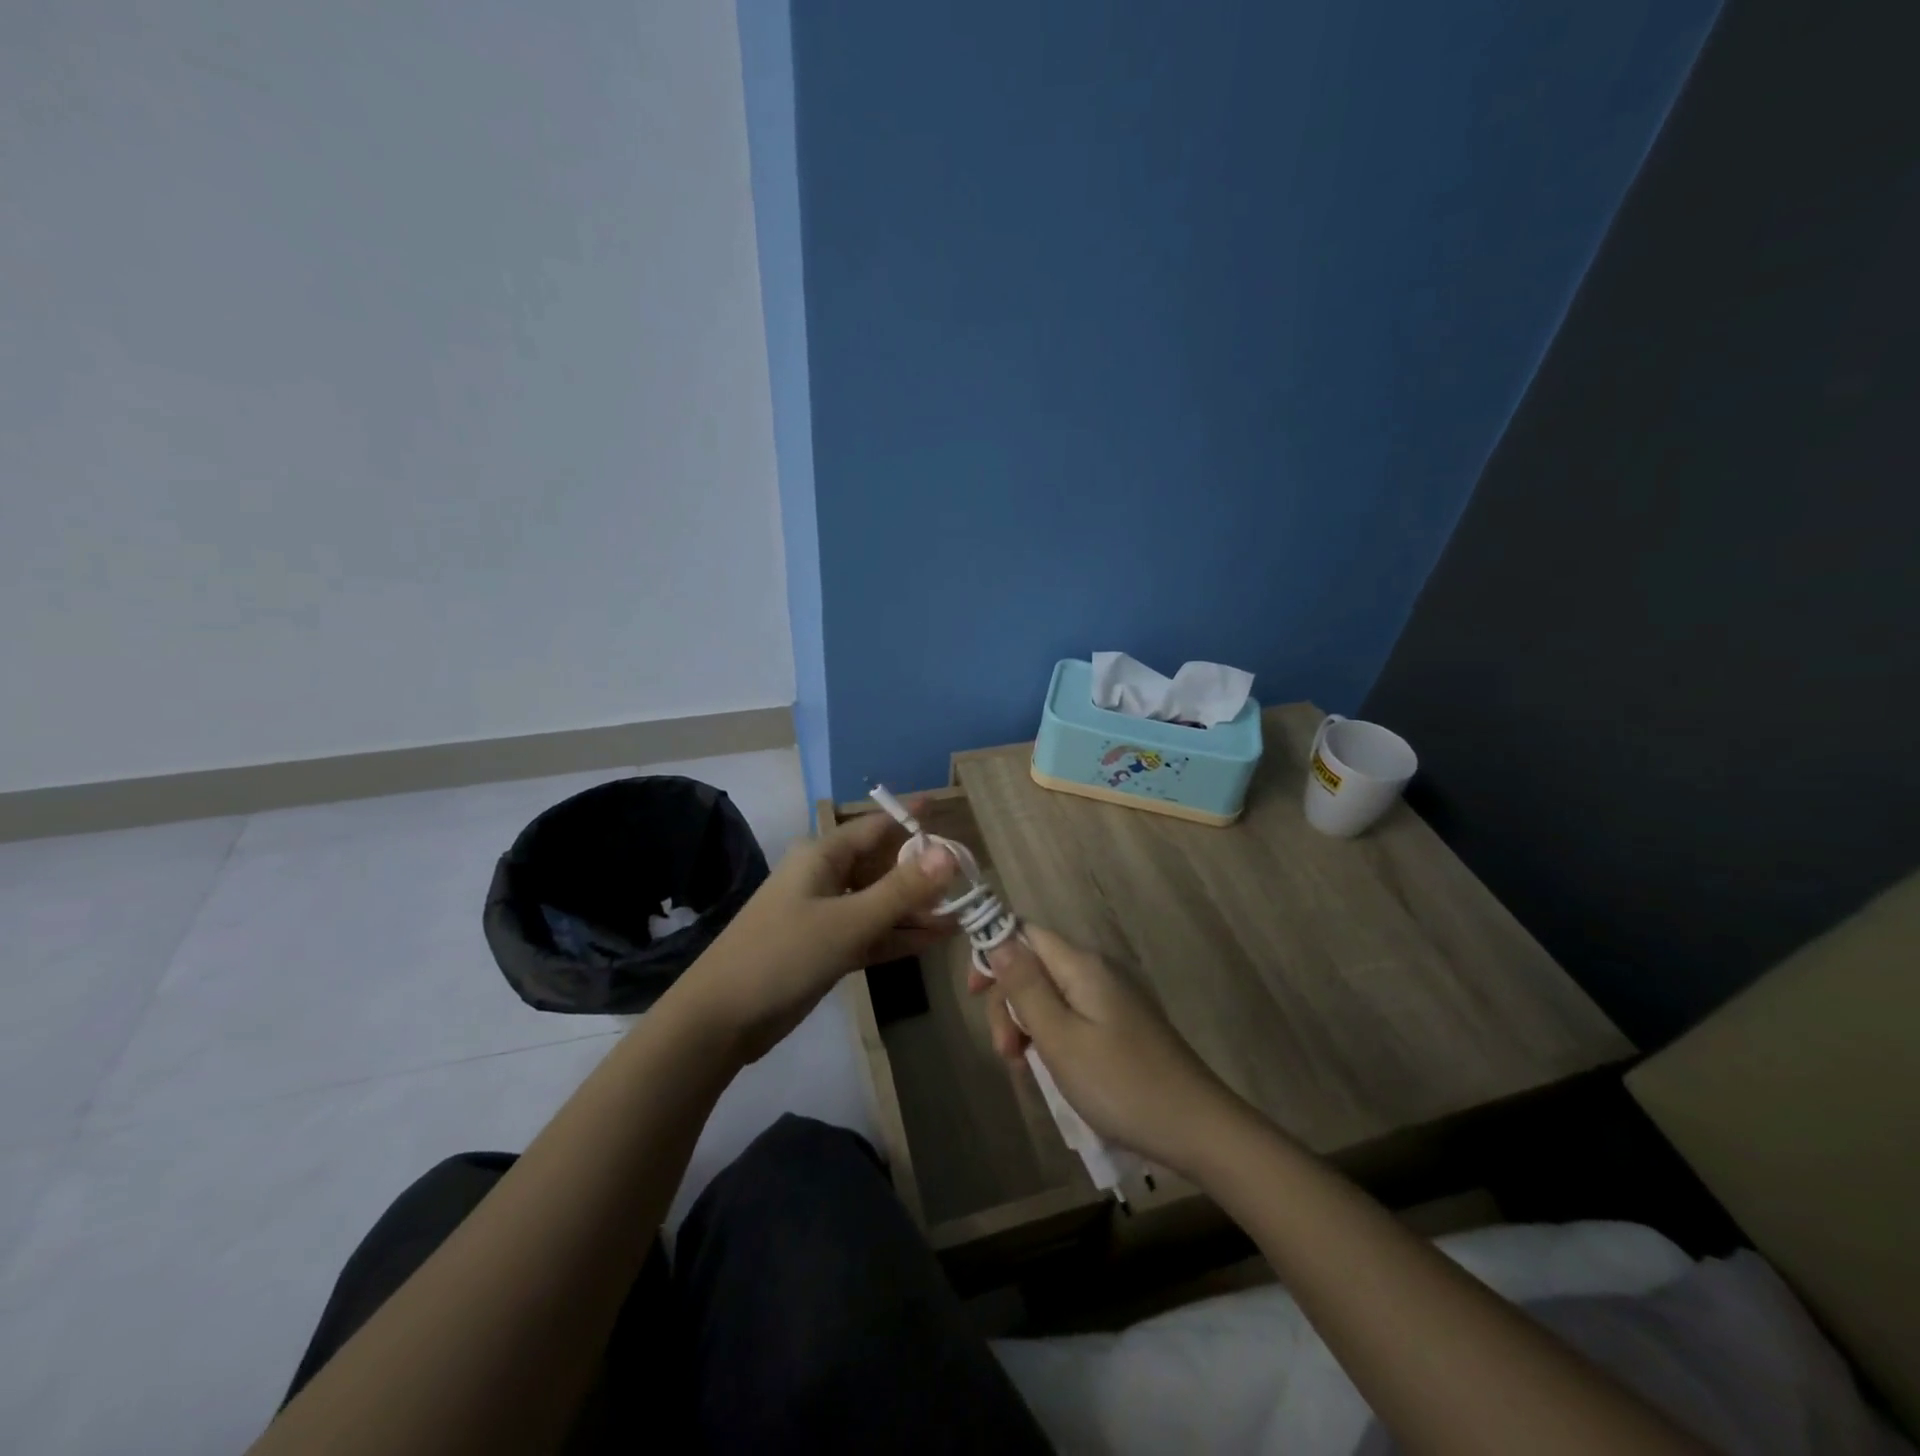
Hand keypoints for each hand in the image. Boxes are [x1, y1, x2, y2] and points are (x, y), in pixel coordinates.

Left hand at [686, 808, 957, 1060]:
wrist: (720, 1019)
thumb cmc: (783, 955)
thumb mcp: (848, 922)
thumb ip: (901, 890)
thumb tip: (949, 854)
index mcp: (823, 855)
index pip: (877, 825)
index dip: (912, 819)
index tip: (949, 813)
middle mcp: (825, 876)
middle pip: (882, 865)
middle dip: (923, 872)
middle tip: (969, 879)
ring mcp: (824, 913)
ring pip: (879, 902)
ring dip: (915, 909)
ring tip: (962, 914)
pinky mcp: (825, 946)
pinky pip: (870, 932)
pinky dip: (898, 935)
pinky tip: (935, 940)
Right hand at [973, 927, 1246, 1173]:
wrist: (1197, 1128)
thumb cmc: (1120, 1084)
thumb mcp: (1060, 1038)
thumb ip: (1025, 986)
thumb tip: (997, 938)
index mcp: (1082, 966)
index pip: (1025, 933)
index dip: (994, 954)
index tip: (973, 996)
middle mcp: (1097, 972)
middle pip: (1035, 967)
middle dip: (1010, 1003)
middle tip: (1007, 1054)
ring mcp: (1112, 999)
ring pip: (1051, 996)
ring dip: (1028, 1026)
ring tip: (1025, 1070)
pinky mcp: (1120, 1026)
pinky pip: (1072, 1017)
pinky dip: (1052, 1039)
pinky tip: (1052, 1072)